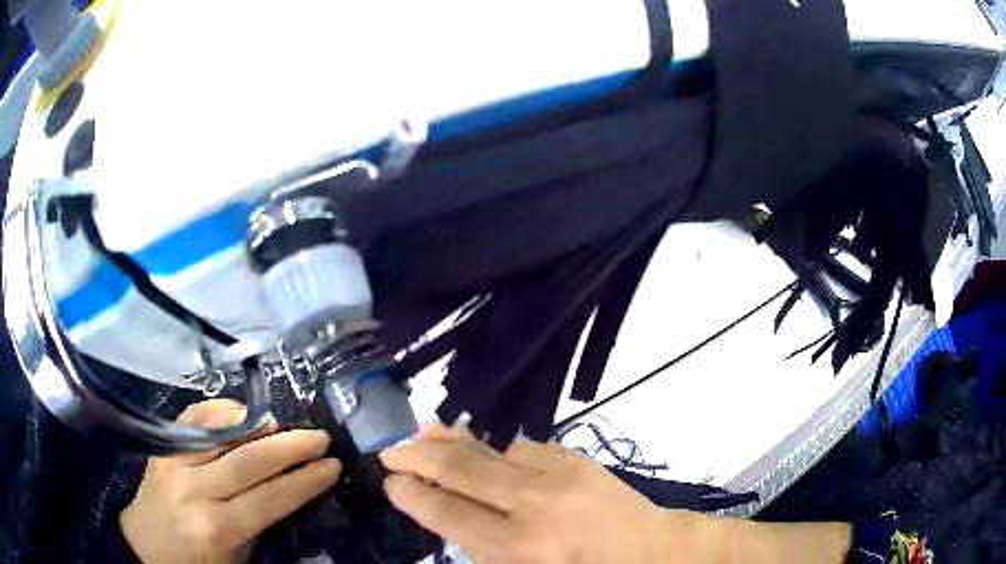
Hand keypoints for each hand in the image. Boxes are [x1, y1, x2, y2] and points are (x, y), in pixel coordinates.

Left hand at [120, 399, 341, 563]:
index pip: (272, 497)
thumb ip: (264, 525)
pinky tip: (241, 414)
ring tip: (283, 425)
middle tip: (319, 437)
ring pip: (222, 433)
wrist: (147, 547)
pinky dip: (221, 411)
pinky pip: (194, 418)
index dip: (306, 480)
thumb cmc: (200, 563)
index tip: (332, 466)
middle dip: (291, 446)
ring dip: (258, 424)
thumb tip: (295, 489)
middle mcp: (194, 490)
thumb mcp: (240, 558)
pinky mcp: (161, 448)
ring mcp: (173, 462)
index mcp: (219, 528)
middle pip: (251, 459)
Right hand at [379, 424, 708, 562]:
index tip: (391, 481)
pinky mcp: (577, 459)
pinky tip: (488, 451)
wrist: (650, 551)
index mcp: (519, 547)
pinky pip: (524, 447)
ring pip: (491, 449)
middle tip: (391, 450)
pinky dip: (499, 449)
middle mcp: (533, 505)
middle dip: (419, 457)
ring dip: (453, 440)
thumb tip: (448, 518)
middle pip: (462, 471)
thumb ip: (483, 550)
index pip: (448, 513)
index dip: (413, 494)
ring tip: (424, 430)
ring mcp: (559, 475)